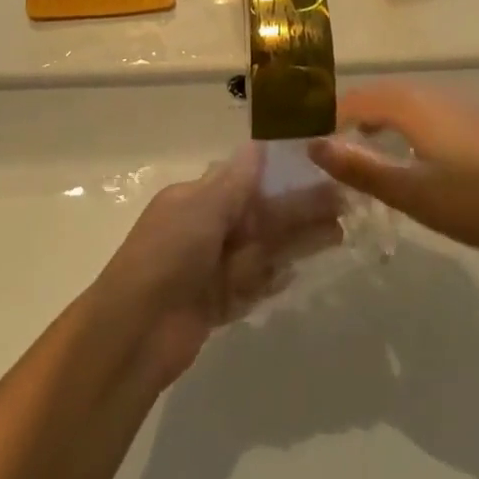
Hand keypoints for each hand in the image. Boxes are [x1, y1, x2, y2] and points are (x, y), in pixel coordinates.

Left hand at [96, 144, 342, 389]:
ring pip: (264, 250)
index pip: (247, 181)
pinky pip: (253, 286)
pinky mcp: (218, 304)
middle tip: (344, 203)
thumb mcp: (200, 207)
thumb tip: (257, 145)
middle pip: (262, 216)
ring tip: (339, 233)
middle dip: (300, 210)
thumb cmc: (168, 256)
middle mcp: (206, 230)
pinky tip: (297, 273)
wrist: (135, 332)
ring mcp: (212, 269)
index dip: (283, 176)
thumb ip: (235, 181)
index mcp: (197, 199)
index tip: (319, 168)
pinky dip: (273, 280)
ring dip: (298, 241)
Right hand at [306, 81, 478, 260]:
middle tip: (335, 142)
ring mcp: (468, 105)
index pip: (358, 99)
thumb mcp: (411, 192)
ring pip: (413, 101)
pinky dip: (413, 124)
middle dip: (355, 113)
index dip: (330, 115)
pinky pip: (435, 111)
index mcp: (414, 105)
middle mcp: (438, 94)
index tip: (310, 136)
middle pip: (385, 94)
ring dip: (385, 118)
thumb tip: (314, 145)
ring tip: (371, 146)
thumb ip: (360, 168)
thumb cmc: (476, 202)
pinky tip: (422, 153)